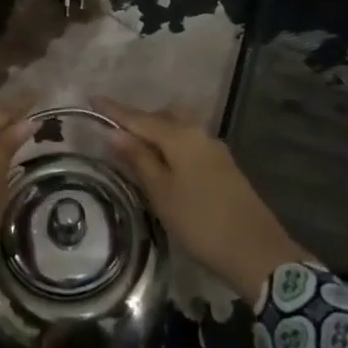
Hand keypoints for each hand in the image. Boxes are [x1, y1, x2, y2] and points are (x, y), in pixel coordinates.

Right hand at [95, 97, 308, 301]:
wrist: (257, 251)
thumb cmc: (201, 222)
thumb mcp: (161, 192)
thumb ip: (138, 159)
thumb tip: (113, 132)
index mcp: (180, 136)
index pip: (139, 117)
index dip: (114, 109)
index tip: (91, 96)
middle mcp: (198, 134)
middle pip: (161, 117)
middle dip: (137, 120)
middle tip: (112, 130)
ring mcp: (214, 149)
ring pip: (178, 129)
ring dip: (155, 132)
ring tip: (134, 147)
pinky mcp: (223, 166)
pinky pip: (188, 144)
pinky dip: (170, 146)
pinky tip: (162, 163)